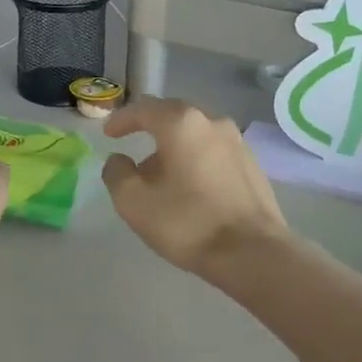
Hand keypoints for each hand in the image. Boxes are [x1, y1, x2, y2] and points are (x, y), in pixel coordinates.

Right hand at [101, 97, 289, 275]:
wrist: (252, 252)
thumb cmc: (188, 224)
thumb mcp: (134, 203)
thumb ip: (117, 174)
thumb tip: (119, 160)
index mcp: (182, 124)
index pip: (144, 109)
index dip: (122, 120)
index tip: (109, 134)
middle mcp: (213, 122)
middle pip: (174, 118)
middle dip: (150, 132)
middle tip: (134, 154)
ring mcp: (238, 143)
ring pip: (196, 136)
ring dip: (175, 150)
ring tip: (161, 178)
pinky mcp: (252, 165)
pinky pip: (214, 153)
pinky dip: (196, 161)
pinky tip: (191, 188)